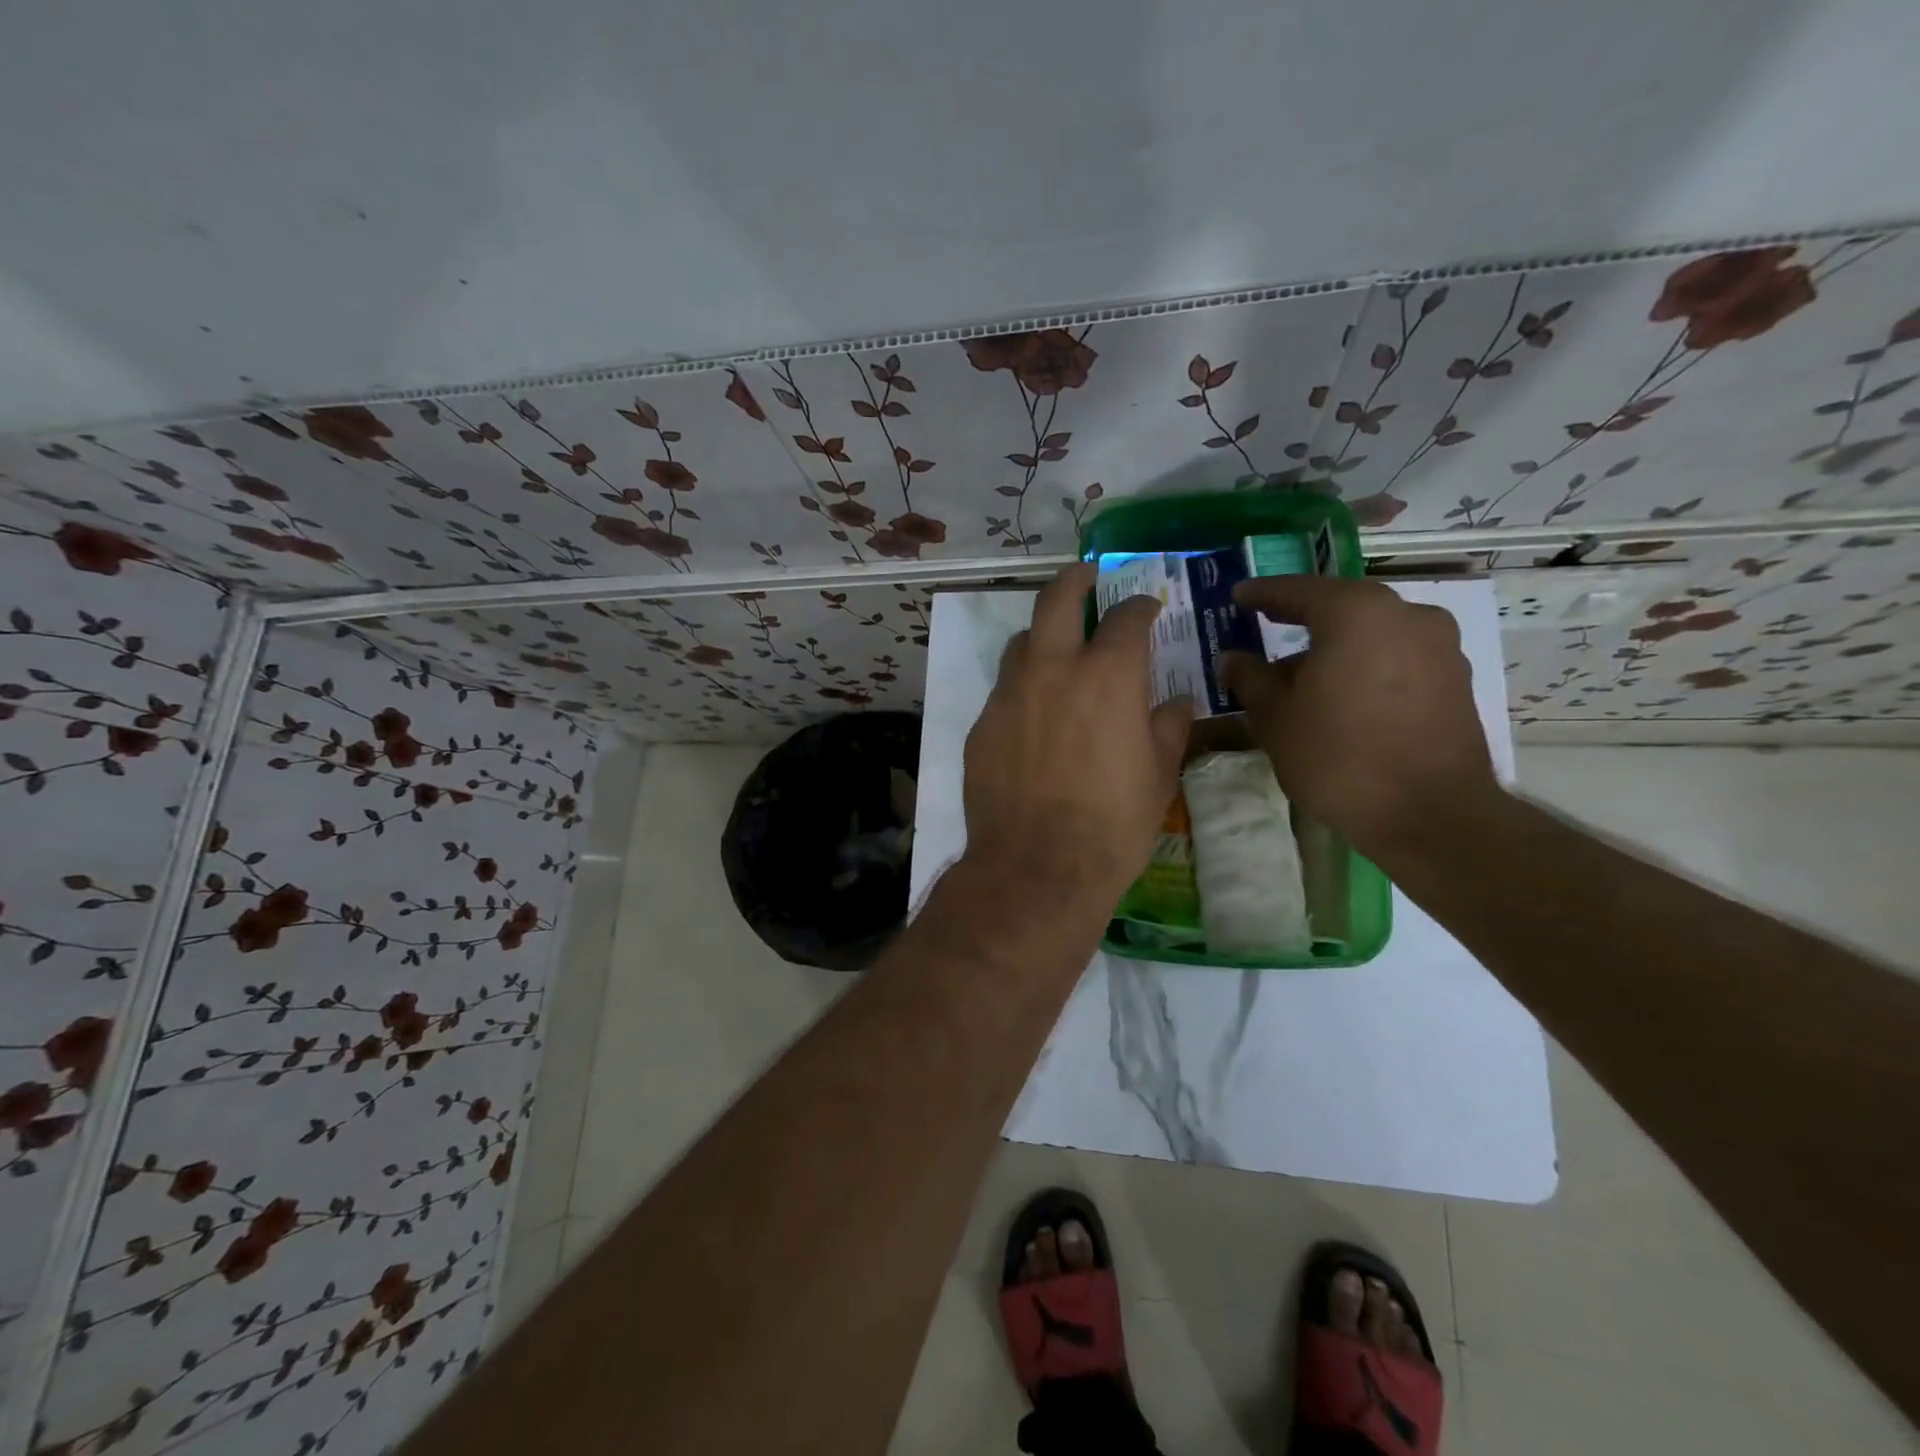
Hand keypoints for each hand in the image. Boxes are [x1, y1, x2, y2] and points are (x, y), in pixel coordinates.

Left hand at [962, 564, 1192, 908]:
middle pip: (1057, 601)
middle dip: (1075, 580)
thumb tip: (1176, 703)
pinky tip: (1032, 716)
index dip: (1141, 607)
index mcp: (1107, 676)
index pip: (1127, 620)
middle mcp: (1052, 670)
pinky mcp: (981, 725)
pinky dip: (1022, 688)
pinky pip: (1003, 691)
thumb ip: (1168, 728)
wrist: (1037, 867)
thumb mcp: (1157, 776)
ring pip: (1020, 643)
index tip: (1148, 608)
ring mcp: (1009, 695)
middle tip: (1087, 577)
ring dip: (1041, 637)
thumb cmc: (1112, 824)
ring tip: (1056, 650)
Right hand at [1221, 576, 1497, 861]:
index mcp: (1355, 612)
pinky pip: (1396, 657)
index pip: (1298, 590)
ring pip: (1371, 633)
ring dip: (1335, 646)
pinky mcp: (1455, 679)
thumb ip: (1250, 678)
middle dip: (1301, 619)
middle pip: (1340, 607)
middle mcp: (1405, 614)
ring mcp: (1439, 646)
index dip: (1262, 593)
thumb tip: (1233, 658)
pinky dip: (1365, 665)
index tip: (1238, 596)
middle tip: (1266, 626)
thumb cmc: (1338, 756)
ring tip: (1300, 675)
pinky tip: (1341, 695)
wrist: (1429, 813)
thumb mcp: (1275, 717)